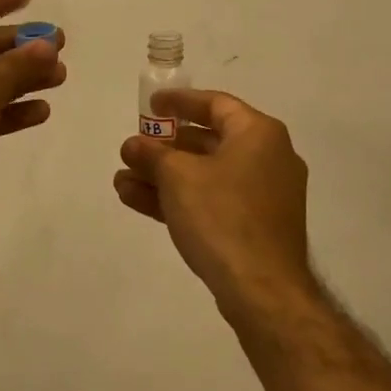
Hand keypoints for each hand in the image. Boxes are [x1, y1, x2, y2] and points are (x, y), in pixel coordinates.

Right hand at [113, 89, 312, 305]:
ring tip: (122, 181)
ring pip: (206, 176)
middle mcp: (268, 158)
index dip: (180, 102)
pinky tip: (138, 202)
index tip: (151, 105)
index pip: (216, 104)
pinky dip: (181, 198)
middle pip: (208, 142)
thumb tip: (134, 145)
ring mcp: (264, 195)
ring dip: (163, 177)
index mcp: (259, 134)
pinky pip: (213, 201)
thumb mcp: (178, 177)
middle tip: (133, 150)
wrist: (262, 288)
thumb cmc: (222, 216)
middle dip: (164, 148)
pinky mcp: (255, 226)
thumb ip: (152, 155)